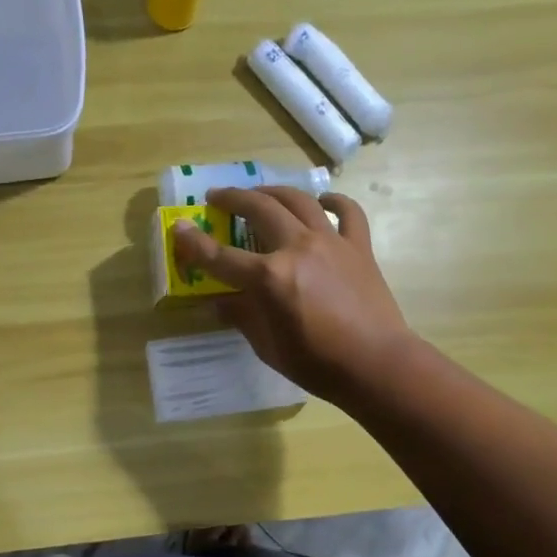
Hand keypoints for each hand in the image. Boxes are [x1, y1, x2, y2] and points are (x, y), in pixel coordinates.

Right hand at [172, 186, 414, 401]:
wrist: (377, 364)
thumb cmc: (317, 363)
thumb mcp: (268, 346)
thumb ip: (242, 317)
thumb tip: (220, 302)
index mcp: (269, 277)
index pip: (221, 257)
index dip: (195, 244)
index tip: (179, 229)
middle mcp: (297, 248)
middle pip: (259, 209)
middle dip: (232, 199)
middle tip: (217, 197)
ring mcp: (331, 242)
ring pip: (298, 201)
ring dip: (273, 192)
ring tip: (259, 193)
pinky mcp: (358, 247)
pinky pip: (348, 212)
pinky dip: (334, 202)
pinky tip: (323, 202)